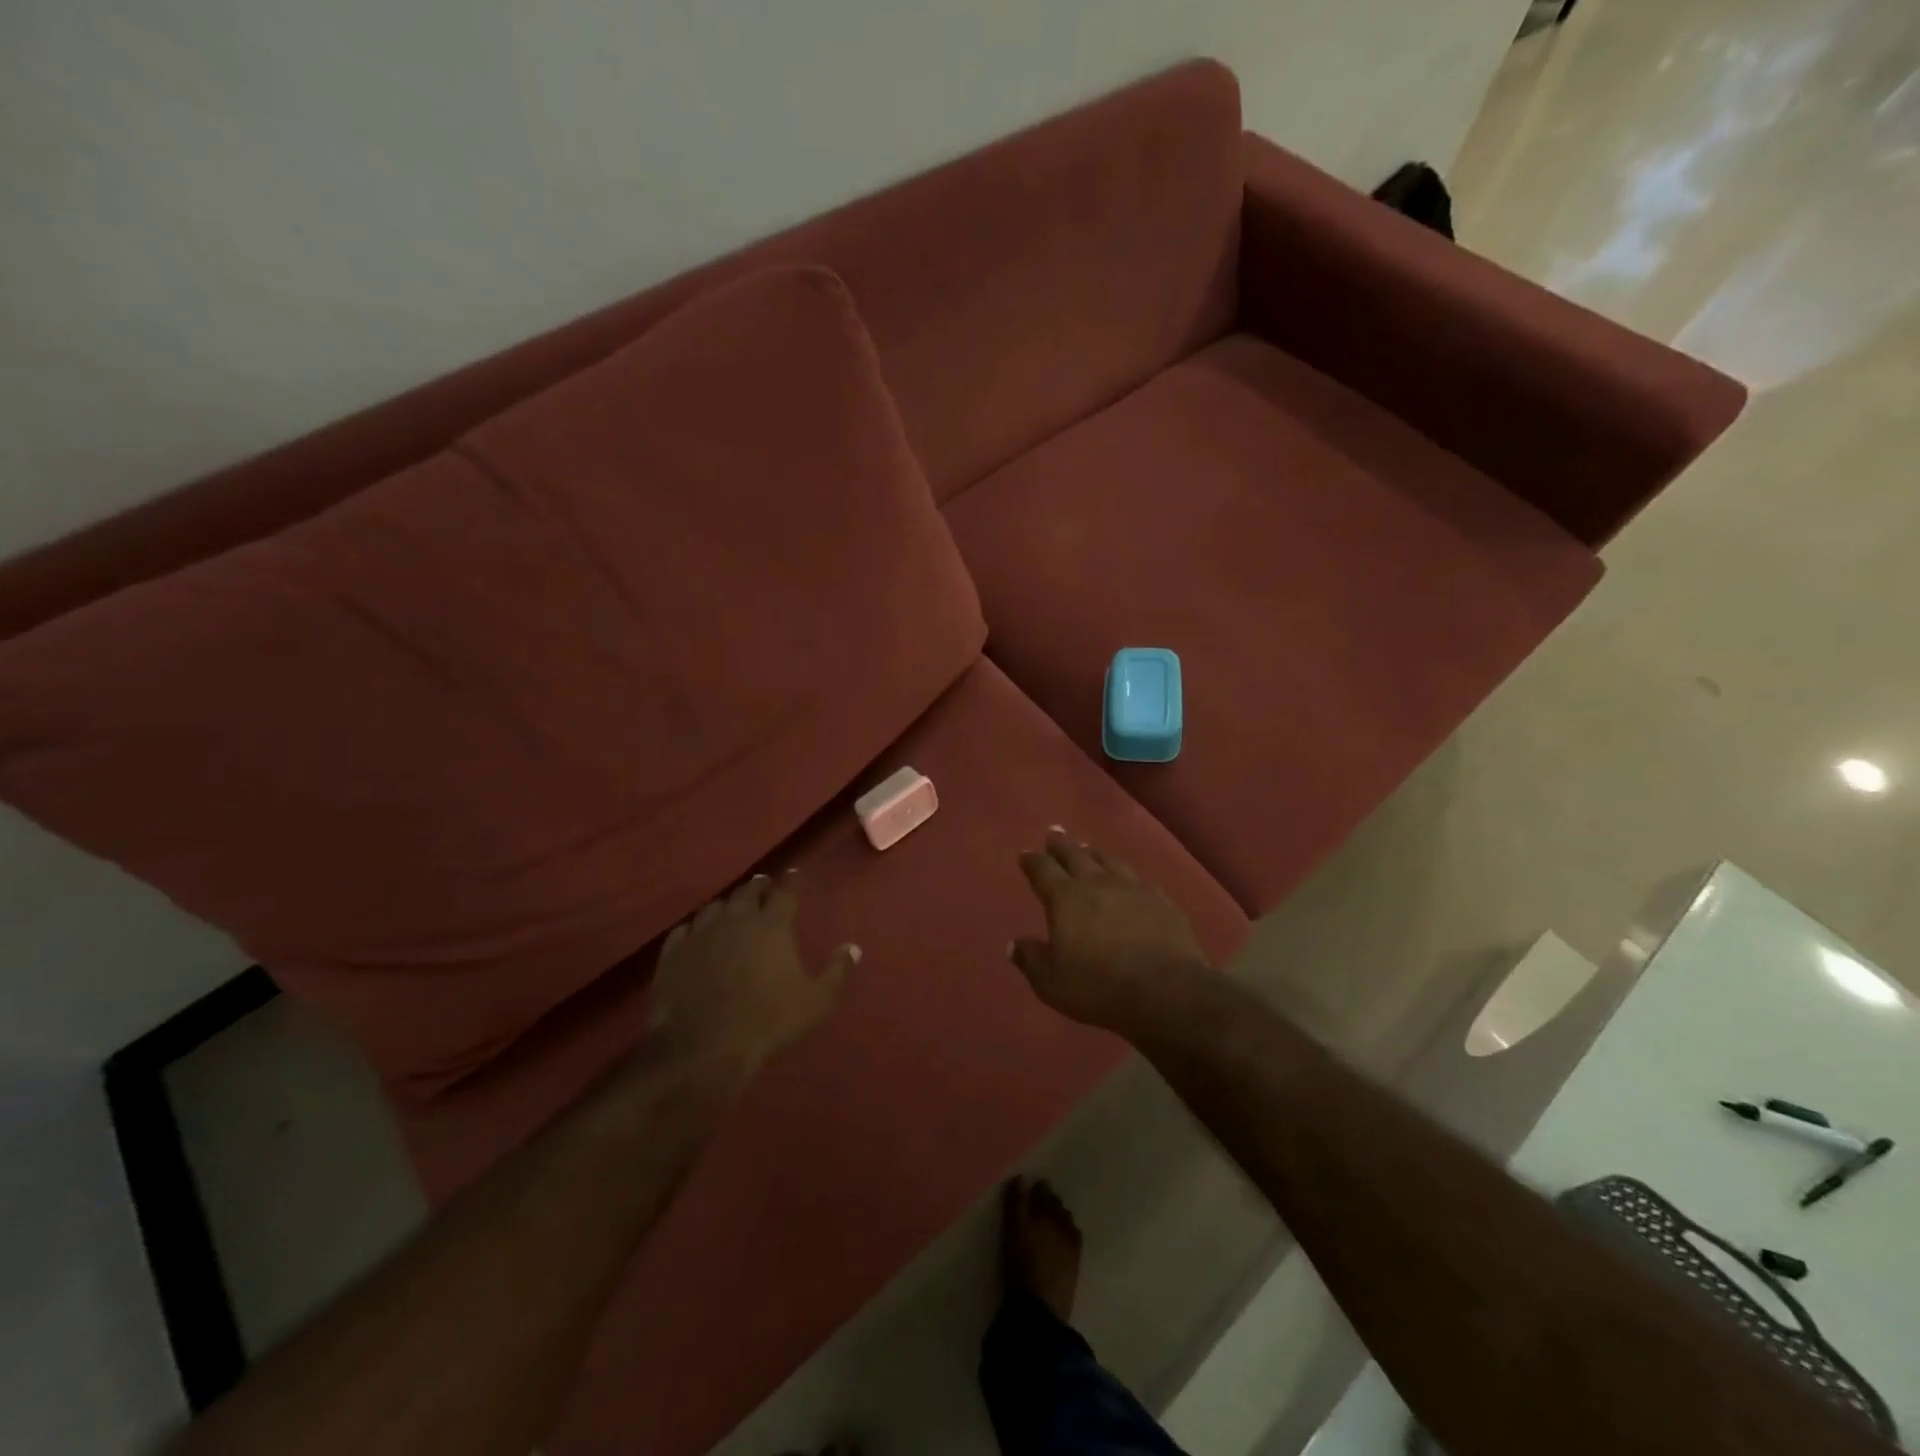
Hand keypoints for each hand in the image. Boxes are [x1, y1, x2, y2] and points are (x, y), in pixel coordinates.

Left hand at [649, 871, 857, 1076]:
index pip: (785, 892)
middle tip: (763, 885)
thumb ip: (837, 971)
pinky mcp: (673, 954)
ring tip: (732, 906)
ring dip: (727, 903)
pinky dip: (695, 926)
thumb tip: (852, 947)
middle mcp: (737, 919)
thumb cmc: (769, 1021)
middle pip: (748, 891)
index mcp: (773, 925)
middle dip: (758, 885)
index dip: (791, 881)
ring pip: (715, 906)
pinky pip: (684, 929)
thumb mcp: (817, 1002)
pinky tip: (696, 932)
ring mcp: (701, 934)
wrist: (704, 1048)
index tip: (793, 873)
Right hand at [1011, 828, 1211, 1032]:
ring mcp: (1133, 889)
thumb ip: (1031, 960)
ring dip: (1095, 853)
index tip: (1026, 854)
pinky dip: (1129, 877)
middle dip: (1062, 845)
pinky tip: (1131, 880)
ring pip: (1109, 861)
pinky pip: (1140, 881)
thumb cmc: (1099, 987)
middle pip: (1076, 855)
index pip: (1043, 870)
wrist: (1166, 990)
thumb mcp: (1052, 982)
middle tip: (1055, 833)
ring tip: (1089, 849)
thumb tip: (1013, 944)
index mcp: (1066, 899)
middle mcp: (1097, 884)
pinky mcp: (1161, 901)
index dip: (1032, 861)